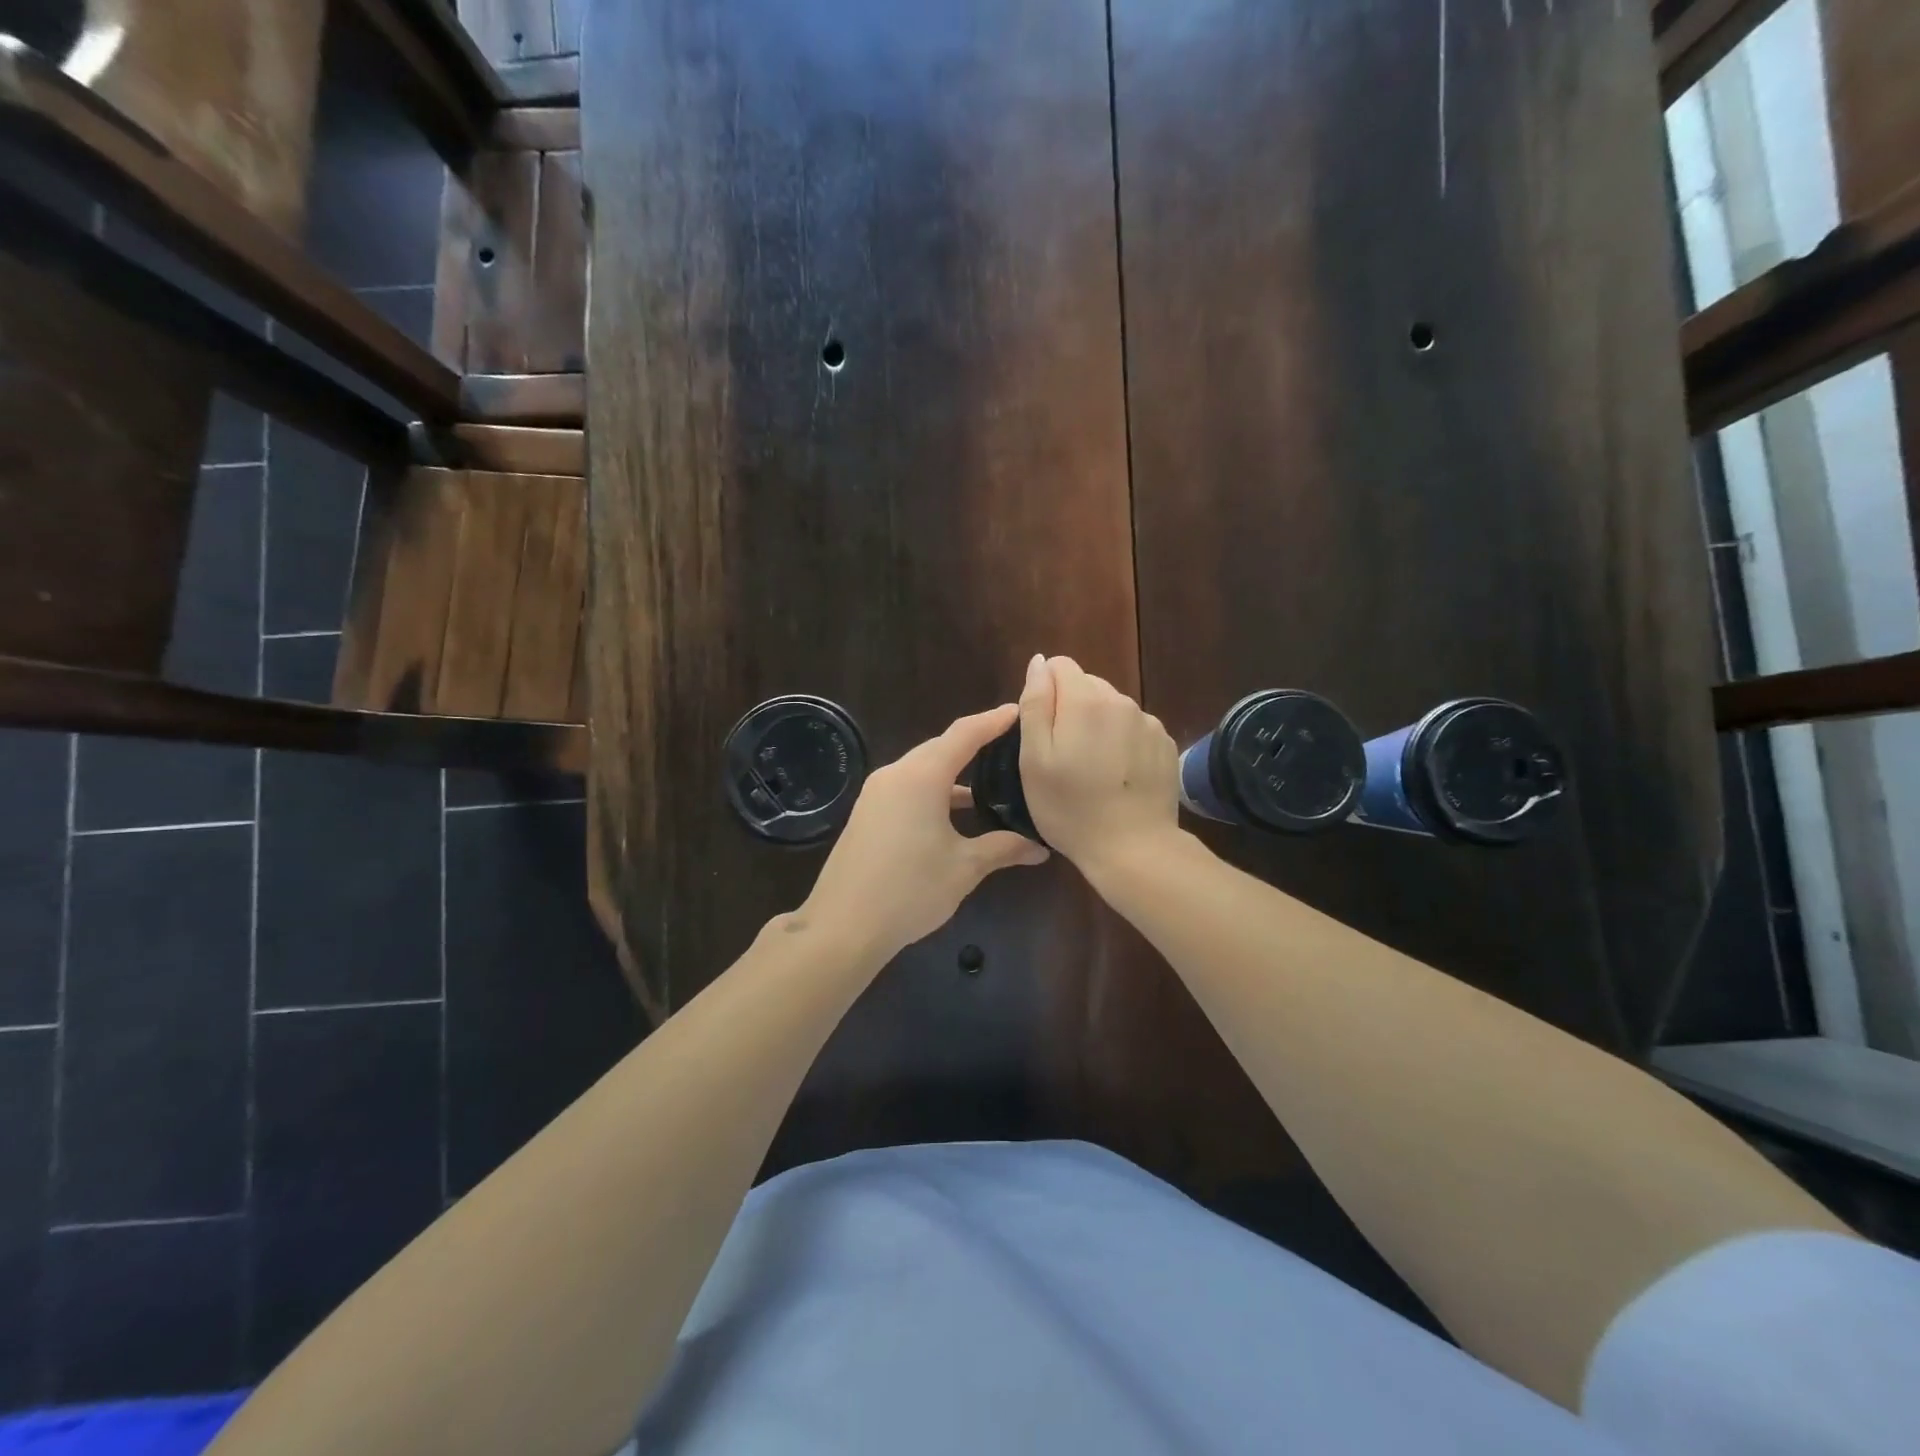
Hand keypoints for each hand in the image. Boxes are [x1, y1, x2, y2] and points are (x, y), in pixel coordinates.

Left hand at [801, 704, 1049, 961]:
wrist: (843, 925)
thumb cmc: (910, 889)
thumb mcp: (964, 868)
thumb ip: (1003, 848)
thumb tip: (1040, 848)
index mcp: (921, 776)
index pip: (964, 734)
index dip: (993, 721)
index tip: (1018, 710)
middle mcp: (896, 774)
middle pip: (941, 748)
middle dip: (975, 744)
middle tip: (1010, 744)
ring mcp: (876, 794)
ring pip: (923, 769)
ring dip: (954, 772)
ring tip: (990, 779)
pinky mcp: (868, 814)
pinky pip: (908, 788)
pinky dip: (935, 791)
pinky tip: (956, 813)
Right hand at [1018, 655, 1180, 876]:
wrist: (1134, 848)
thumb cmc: (1070, 808)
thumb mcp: (1034, 760)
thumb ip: (1035, 704)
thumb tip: (1039, 662)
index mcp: (1085, 700)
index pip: (1059, 666)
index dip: (1044, 693)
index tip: (1042, 731)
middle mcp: (1121, 700)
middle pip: (1086, 685)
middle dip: (1071, 709)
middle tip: (1063, 757)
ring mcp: (1148, 722)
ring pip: (1111, 708)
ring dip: (1098, 726)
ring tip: (1092, 770)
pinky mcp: (1165, 744)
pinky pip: (1134, 729)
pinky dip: (1122, 743)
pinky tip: (1118, 777)